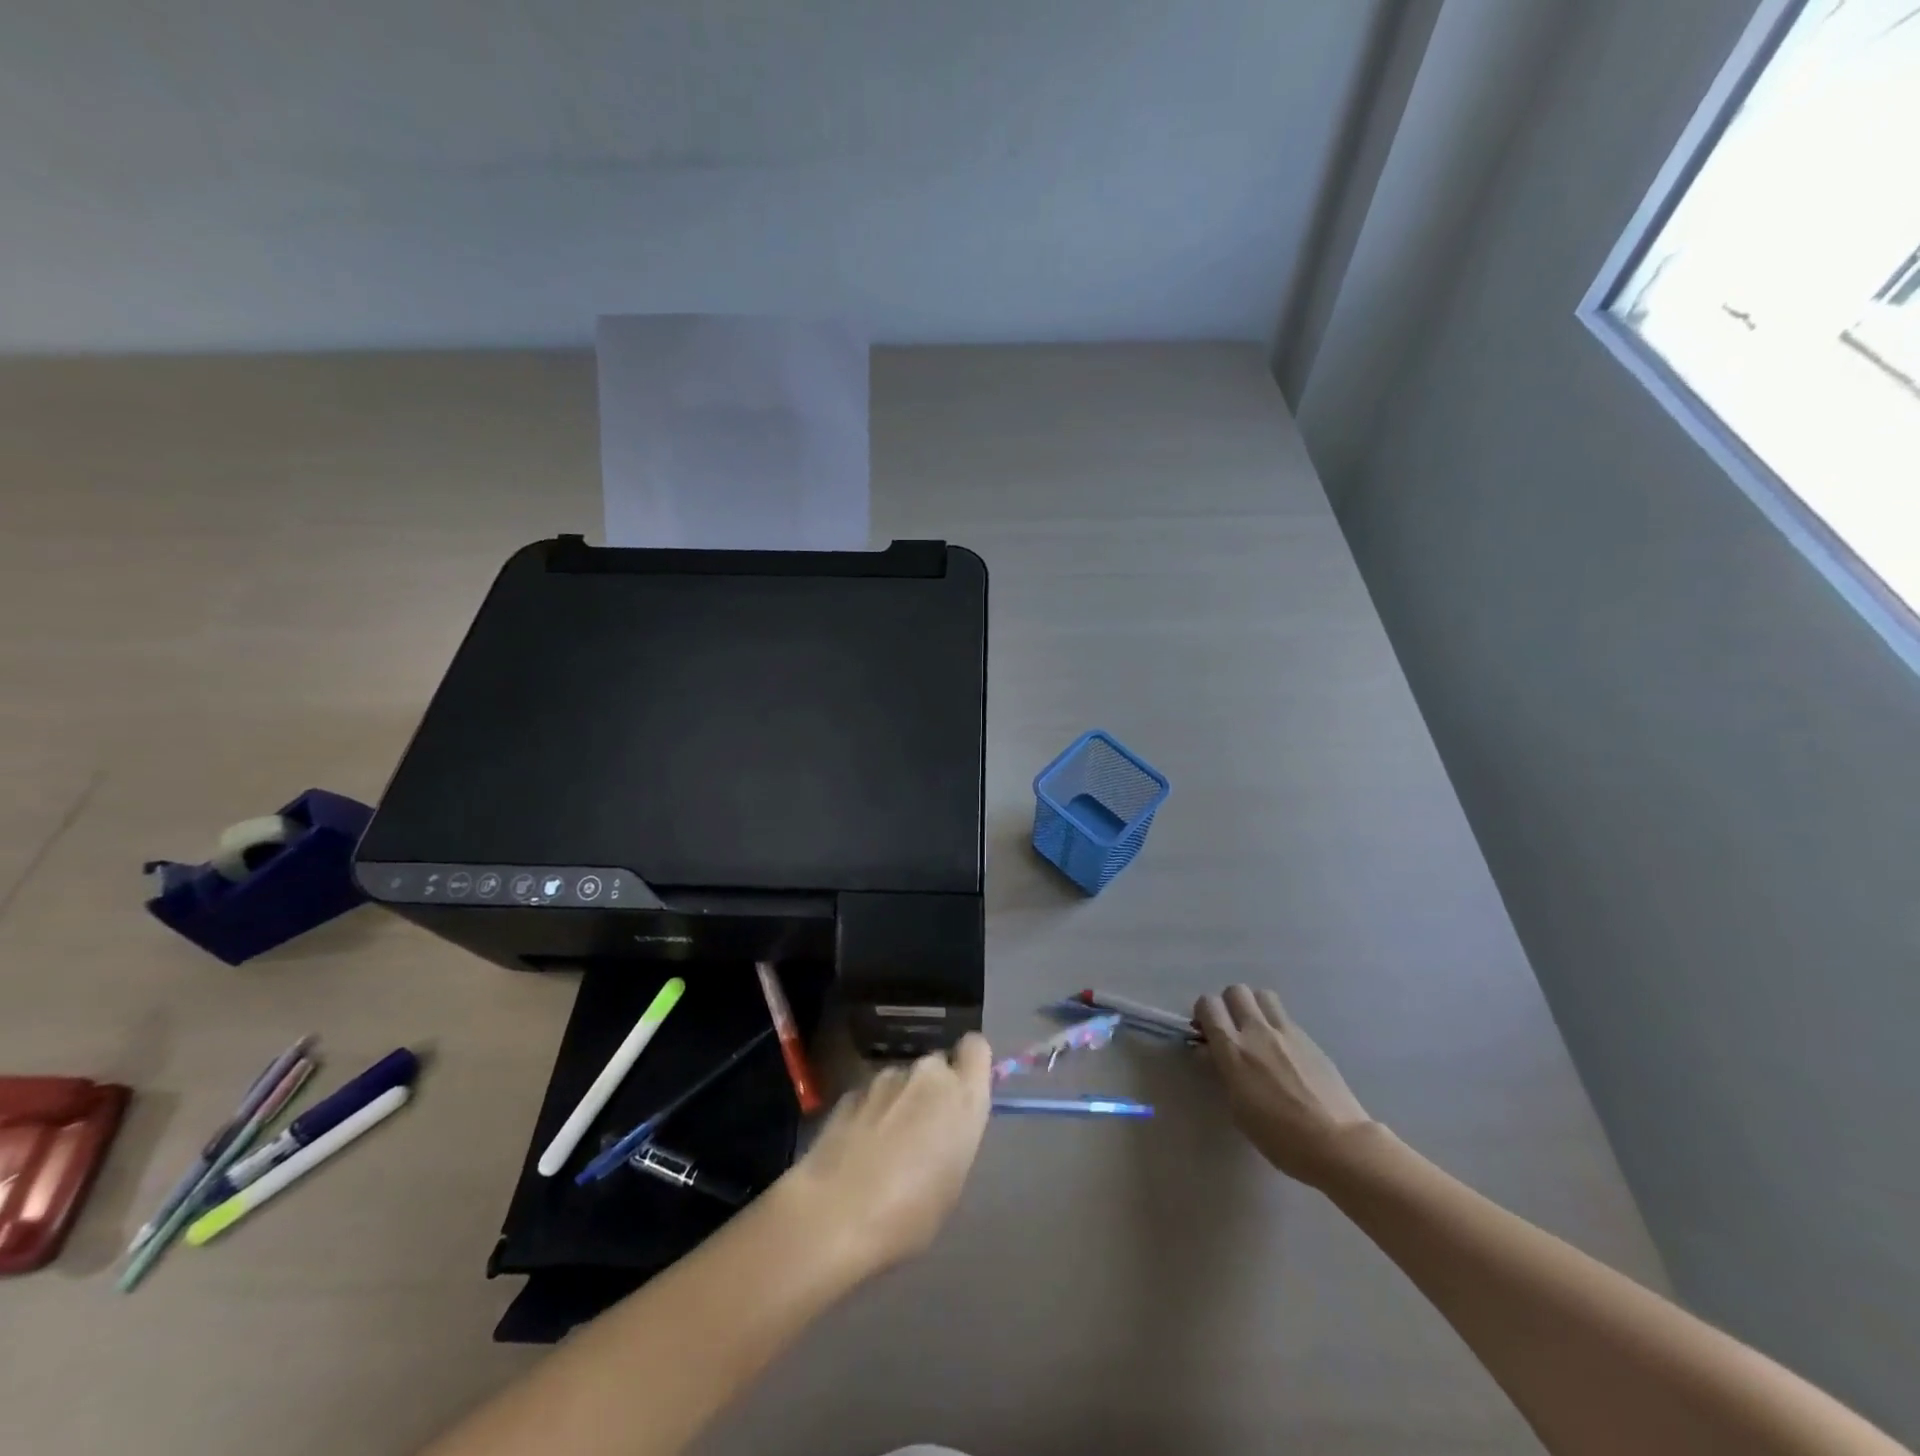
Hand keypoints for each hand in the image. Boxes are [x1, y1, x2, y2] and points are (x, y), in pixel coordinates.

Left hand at [779, 1034, 992, 1274]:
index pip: (976, 1047)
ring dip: (900, 1101)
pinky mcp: (850, 1091)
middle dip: (932, 1089)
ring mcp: (884, 1079)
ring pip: (902, 1080)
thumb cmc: (910, 1215)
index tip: (963, 1091)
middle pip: (936, 1065)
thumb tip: (943, 1127)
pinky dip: (870, 1113)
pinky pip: (871, 1095)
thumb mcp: (951, 1182)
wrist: (834, 1217)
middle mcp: (926, 1075)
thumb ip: (954, 1137)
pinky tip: (857, 1149)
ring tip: (885, 1147)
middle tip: (923, 1130)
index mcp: (961, 1096)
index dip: (970, 1064)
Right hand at [1195, 985, 1373, 1186]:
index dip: (1203, 1013)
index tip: (1206, 1032)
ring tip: (1257, 1033)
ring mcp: (1286, 1032)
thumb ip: (1222, 1072)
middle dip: (1228, 1005)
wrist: (1338, 1143)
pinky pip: (1285, 1017)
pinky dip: (1276, 1025)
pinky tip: (1283, 1052)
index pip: (1208, 1005)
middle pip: (1236, 991)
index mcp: (1233, 1050)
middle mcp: (1257, 1031)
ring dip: (1254, 1007)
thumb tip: (1208, 1051)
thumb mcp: (1238, 1109)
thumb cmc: (1280, 1137)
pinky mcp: (1309, 1039)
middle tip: (1231, 1029)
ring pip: (1262, 995)